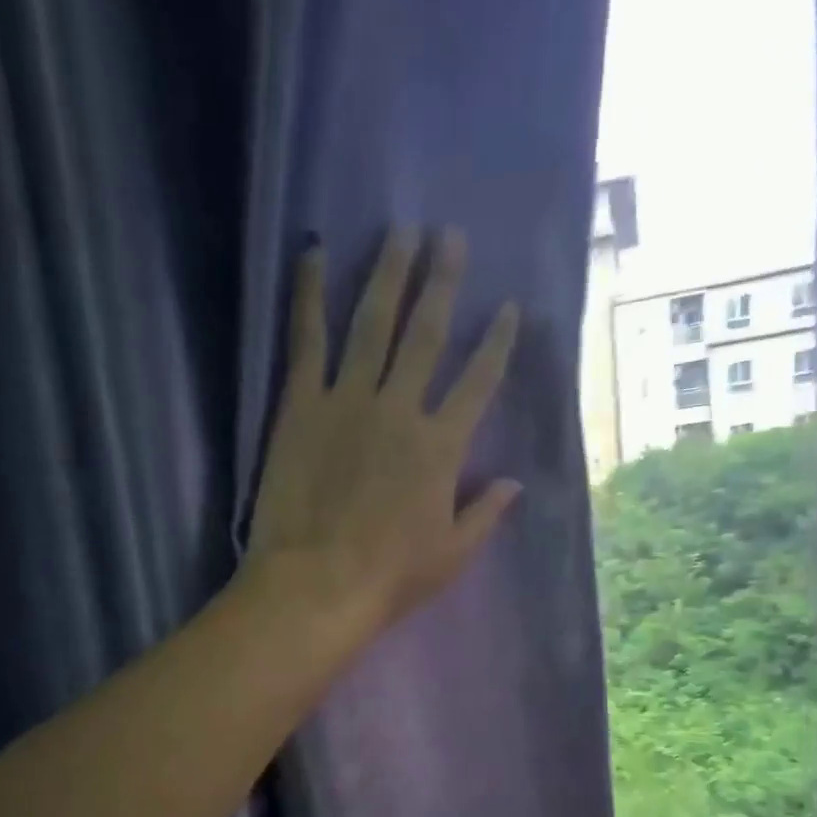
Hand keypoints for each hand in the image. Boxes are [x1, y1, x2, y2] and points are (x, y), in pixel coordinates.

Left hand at [247, 228, 521, 632]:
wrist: (316, 585)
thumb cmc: (388, 578)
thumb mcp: (451, 555)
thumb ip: (485, 514)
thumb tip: (515, 482)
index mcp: (441, 446)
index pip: (478, 381)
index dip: (496, 342)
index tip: (508, 307)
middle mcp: (400, 409)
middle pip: (426, 334)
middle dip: (442, 282)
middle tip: (449, 235)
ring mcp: (348, 401)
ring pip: (373, 324)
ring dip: (389, 274)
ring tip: (400, 231)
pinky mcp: (301, 406)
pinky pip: (307, 341)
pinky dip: (309, 296)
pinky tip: (314, 254)